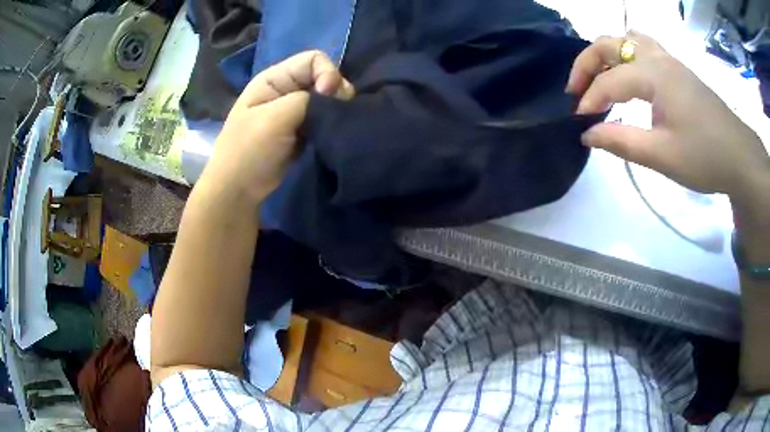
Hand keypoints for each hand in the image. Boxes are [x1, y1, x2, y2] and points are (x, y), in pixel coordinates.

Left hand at [201, 51, 354, 203]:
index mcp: (274, 78)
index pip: (313, 59)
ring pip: (326, 99)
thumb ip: (308, 99)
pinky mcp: (301, 130)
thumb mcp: (275, 118)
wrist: (239, 189)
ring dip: (334, 110)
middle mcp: (285, 89)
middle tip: (335, 115)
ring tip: (333, 126)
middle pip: (323, 77)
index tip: (328, 96)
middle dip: (335, 92)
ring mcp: (293, 110)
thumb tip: (336, 94)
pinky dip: (330, 124)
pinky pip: (323, 118)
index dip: (327, 73)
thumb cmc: (249, 150)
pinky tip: (330, 134)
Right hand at [567, 32, 768, 199]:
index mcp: (653, 74)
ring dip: (607, 53)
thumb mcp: (662, 156)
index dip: (590, 101)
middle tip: (576, 91)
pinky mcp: (678, 69)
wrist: (739, 157)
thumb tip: (587, 134)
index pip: (610, 81)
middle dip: (586, 64)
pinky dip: (628, 53)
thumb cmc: (704, 156)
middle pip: (610, 44)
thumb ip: (622, 142)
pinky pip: (644, 46)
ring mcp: (670, 60)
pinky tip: (630, 72)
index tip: (580, 124)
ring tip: (600, 76)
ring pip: (627, 39)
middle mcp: (657, 57)